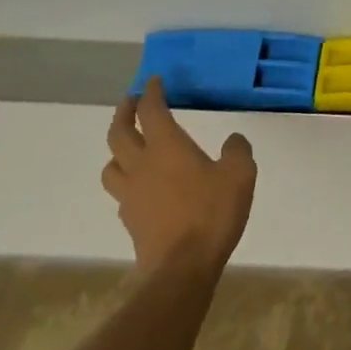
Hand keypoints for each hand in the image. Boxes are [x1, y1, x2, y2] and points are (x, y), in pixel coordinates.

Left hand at [103, 80, 256, 270]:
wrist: (181, 268)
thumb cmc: (211, 213)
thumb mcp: (240, 175)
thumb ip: (237, 151)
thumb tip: (233, 140)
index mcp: (167, 147)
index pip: (151, 111)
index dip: (151, 93)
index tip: (154, 81)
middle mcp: (142, 165)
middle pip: (118, 133)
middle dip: (124, 113)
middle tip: (131, 102)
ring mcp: (131, 194)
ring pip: (111, 164)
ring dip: (117, 149)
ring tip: (129, 145)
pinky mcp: (130, 220)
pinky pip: (120, 190)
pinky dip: (126, 179)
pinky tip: (141, 185)